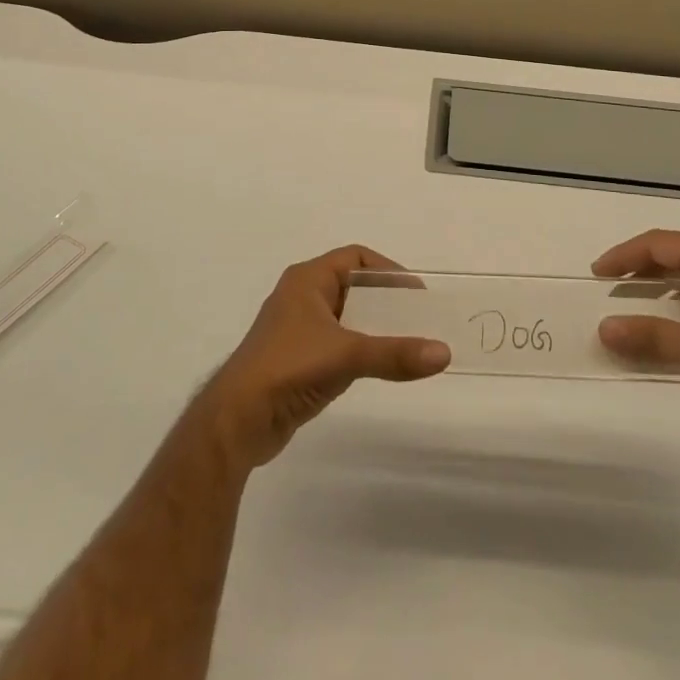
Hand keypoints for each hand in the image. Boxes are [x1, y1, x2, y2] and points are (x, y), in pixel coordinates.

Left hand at [195, 246, 449, 469]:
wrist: (235, 421)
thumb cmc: (288, 369)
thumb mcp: (346, 355)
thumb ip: (395, 354)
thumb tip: (444, 353)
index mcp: (308, 280)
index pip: (356, 258)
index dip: (388, 271)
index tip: (416, 294)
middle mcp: (302, 297)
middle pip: (354, 287)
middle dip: (386, 301)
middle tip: (419, 319)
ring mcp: (297, 330)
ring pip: (346, 317)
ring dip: (374, 327)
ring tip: (406, 343)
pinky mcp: (296, 360)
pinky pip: (337, 343)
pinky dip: (359, 349)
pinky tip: (378, 367)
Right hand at [593, 230, 679, 418]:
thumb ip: (651, 337)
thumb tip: (604, 328)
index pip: (658, 244)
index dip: (624, 256)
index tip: (597, 273)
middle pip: (673, 253)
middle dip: (640, 268)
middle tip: (611, 287)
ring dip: (661, 286)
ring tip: (635, 305)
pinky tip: (674, 326)